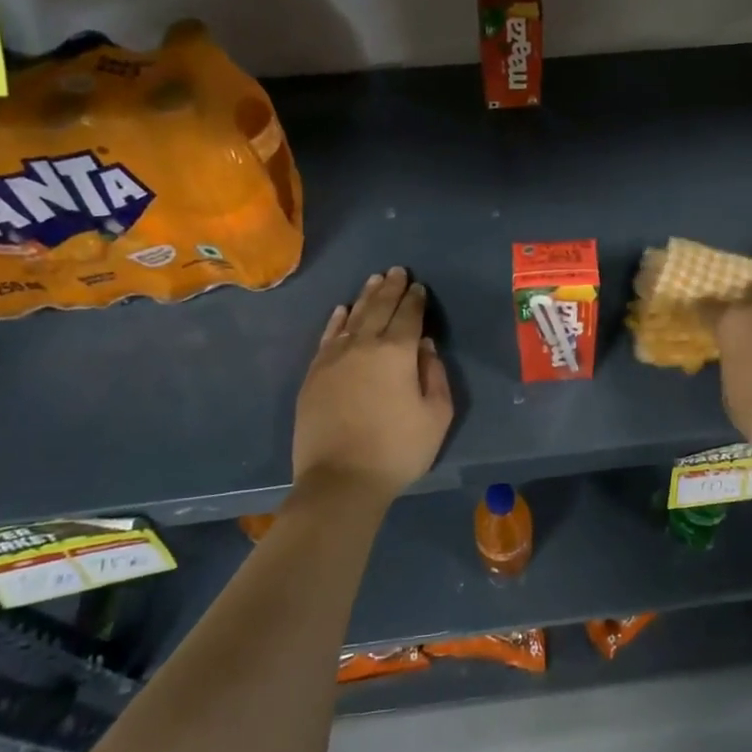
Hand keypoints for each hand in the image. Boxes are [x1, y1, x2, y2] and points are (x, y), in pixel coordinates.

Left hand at [292, 267, 452, 499]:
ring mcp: (334, 358)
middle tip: (398, 270)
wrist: (340, 480)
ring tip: (375, 280)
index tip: (419, 287)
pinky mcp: (314, 374)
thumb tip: (424, 346)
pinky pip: (327, 337)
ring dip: (366, 296)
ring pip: (353, 317)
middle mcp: (364, 345)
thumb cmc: (398, 449)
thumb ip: (434, 374)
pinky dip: (337, 320)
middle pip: (380, 308)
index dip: (416, 300)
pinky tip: (342, 310)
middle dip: (391, 288)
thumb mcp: (436, 415)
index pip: (409, 316)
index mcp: (398, 352)